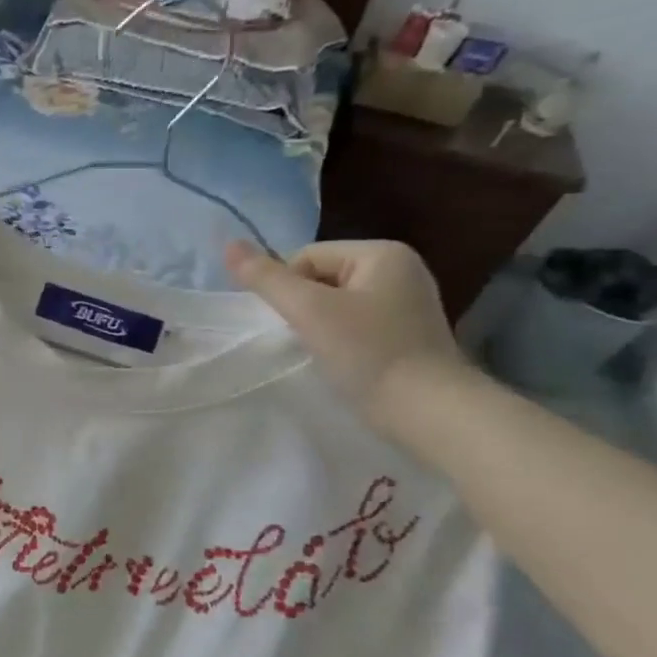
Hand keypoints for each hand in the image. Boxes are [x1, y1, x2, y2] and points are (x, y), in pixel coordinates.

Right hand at [226, 239, 470, 430]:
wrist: (428, 411)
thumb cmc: (368, 352)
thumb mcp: (308, 310)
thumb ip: (266, 278)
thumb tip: (228, 244)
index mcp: (382, 253)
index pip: (306, 256)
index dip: (288, 288)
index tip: (296, 322)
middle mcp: (399, 268)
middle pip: (320, 277)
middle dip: (304, 306)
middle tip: (308, 337)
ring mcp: (405, 301)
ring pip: (334, 302)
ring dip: (319, 324)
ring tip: (325, 350)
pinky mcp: (405, 331)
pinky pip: (354, 321)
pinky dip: (340, 338)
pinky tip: (343, 359)